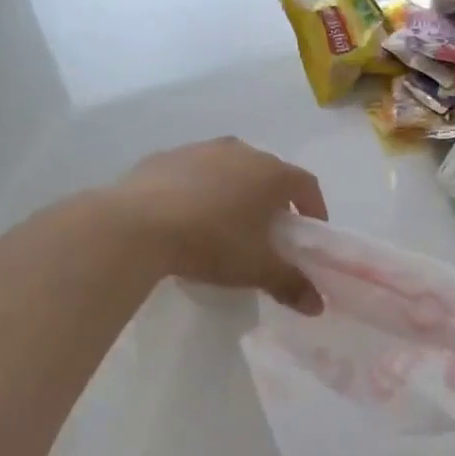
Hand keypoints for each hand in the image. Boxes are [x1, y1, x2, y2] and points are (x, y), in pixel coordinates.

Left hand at [116, 138, 329, 313]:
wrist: (136, 224)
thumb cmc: (212, 242)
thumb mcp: (256, 269)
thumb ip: (291, 284)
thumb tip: (317, 306)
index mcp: (270, 173)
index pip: (306, 184)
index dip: (314, 207)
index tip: (308, 231)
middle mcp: (240, 151)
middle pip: (268, 172)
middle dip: (273, 199)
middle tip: (267, 230)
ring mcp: (200, 149)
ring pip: (229, 167)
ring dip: (235, 190)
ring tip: (225, 222)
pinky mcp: (165, 157)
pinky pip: (193, 172)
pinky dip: (199, 189)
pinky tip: (185, 215)